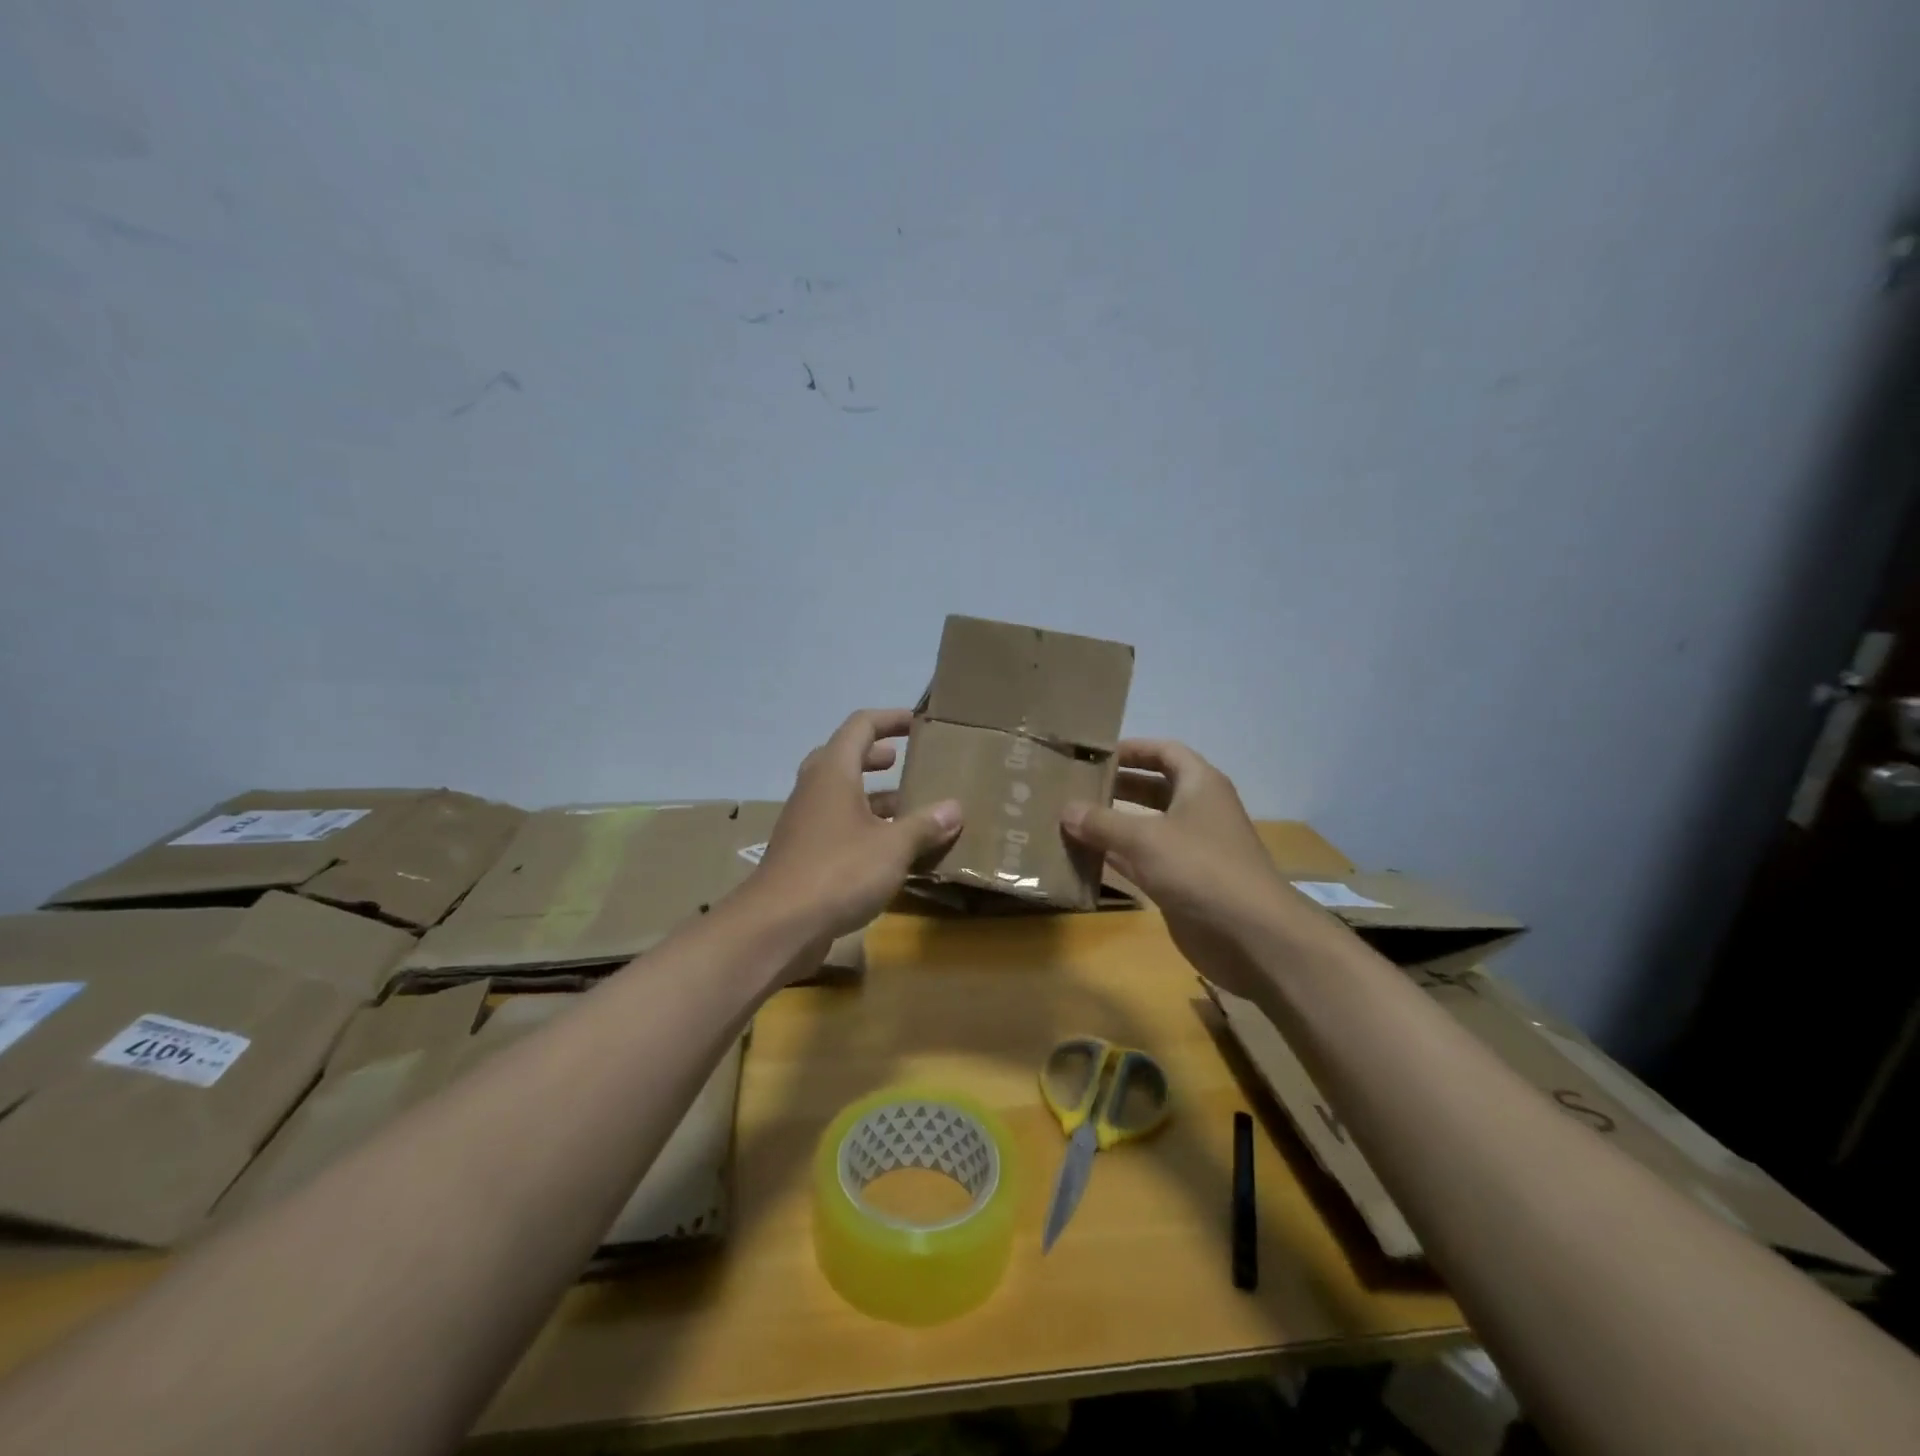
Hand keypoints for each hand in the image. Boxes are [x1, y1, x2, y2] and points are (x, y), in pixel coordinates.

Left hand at [751, 709, 962, 942]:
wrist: (777, 925)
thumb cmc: (838, 872)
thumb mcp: (893, 847)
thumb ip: (925, 825)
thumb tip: (955, 808)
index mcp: (833, 771)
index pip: (861, 726)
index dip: (890, 719)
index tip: (917, 722)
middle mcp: (815, 788)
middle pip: (845, 757)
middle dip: (876, 756)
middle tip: (904, 763)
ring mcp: (805, 821)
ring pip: (842, 795)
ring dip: (873, 796)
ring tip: (909, 808)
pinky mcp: (803, 852)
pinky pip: (838, 825)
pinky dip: (864, 826)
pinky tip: (891, 851)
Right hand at [1061, 741, 1338, 1003]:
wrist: (1250, 934)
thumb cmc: (1200, 868)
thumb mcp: (1145, 838)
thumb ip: (1102, 822)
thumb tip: (1065, 809)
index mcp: (1200, 785)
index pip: (1164, 752)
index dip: (1132, 749)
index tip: (1095, 754)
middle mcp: (1198, 810)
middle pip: (1154, 788)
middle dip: (1117, 785)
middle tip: (1075, 786)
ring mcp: (1191, 848)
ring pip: (1147, 826)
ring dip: (1114, 822)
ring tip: (1072, 818)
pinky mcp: (1183, 881)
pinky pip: (1144, 860)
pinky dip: (1118, 856)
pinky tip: (1086, 856)